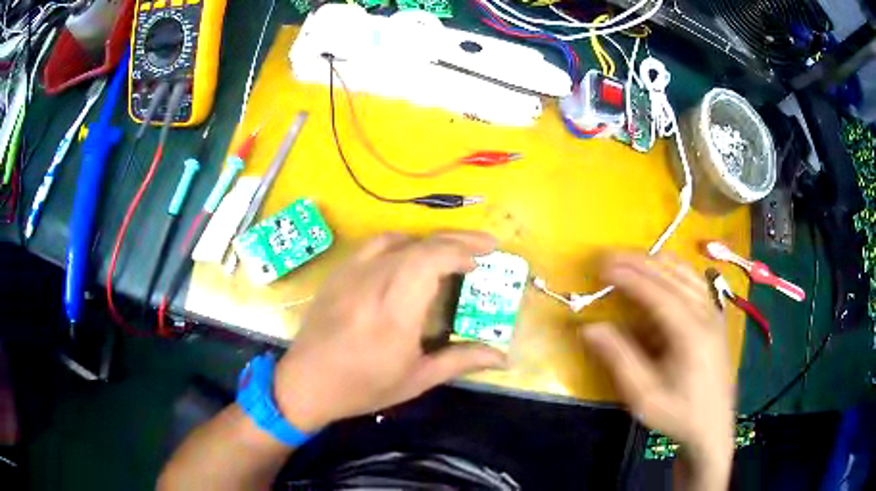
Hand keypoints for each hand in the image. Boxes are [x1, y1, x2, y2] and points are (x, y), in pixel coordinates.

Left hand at [273, 231, 506, 432]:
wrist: (306, 382)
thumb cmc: (363, 386)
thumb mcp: (416, 380)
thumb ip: (460, 361)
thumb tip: (503, 357)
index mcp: (396, 310)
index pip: (432, 259)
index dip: (462, 251)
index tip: (484, 259)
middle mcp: (374, 281)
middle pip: (421, 244)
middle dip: (457, 240)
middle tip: (484, 246)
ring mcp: (352, 273)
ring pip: (399, 238)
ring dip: (431, 240)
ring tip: (452, 251)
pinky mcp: (339, 273)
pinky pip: (376, 245)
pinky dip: (403, 243)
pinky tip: (410, 256)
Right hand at [581, 254, 734, 487]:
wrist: (713, 427)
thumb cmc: (678, 414)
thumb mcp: (644, 396)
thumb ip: (619, 359)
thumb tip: (589, 328)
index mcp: (691, 333)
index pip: (657, 292)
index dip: (629, 275)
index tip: (602, 265)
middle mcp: (706, 313)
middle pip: (671, 274)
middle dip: (639, 262)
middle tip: (608, 259)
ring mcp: (714, 312)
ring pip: (685, 272)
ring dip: (656, 263)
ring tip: (629, 263)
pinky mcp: (716, 317)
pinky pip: (694, 281)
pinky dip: (673, 271)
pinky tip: (661, 275)